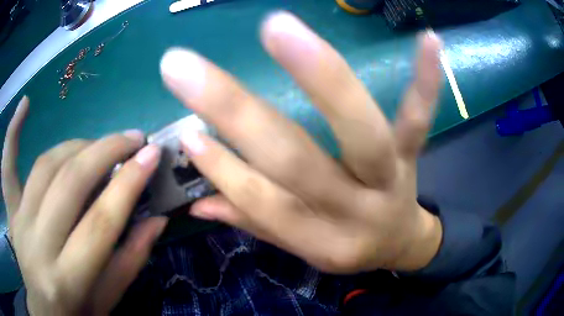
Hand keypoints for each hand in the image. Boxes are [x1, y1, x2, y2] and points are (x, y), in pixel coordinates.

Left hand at [2, 97, 167, 314]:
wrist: (44, 312)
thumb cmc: (75, 315)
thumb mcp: (107, 302)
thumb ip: (129, 262)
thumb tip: (156, 220)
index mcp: (67, 280)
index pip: (100, 222)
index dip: (128, 184)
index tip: (151, 155)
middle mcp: (37, 245)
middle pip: (69, 184)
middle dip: (105, 152)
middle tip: (132, 138)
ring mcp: (19, 223)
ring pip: (45, 167)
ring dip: (76, 146)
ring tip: (98, 144)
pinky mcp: (10, 212)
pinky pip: (7, 167)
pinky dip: (13, 134)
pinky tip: (25, 105)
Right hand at [160, 12, 442, 273]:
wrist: (400, 241)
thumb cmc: (348, 243)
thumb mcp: (305, 245)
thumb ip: (254, 220)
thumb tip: (197, 204)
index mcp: (322, 241)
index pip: (264, 204)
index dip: (223, 169)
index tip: (188, 131)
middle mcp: (356, 211)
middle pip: (296, 162)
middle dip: (235, 111)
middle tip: (186, 66)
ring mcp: (391, 176)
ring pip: (360, 130)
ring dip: (317, 73)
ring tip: (276, 26)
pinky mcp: (413, 154)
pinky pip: (421, 116)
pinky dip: (425, 79)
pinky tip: (429, 39)